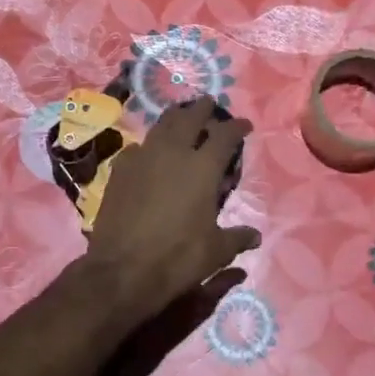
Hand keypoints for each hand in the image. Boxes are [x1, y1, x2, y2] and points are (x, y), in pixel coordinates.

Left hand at [84, 98, 260, 327]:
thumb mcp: (216, 252)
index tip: (244, 125)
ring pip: (161, 126)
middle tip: (209, 105)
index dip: (237, 127)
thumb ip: (237, 238)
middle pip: (189, 117)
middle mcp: (173, 153)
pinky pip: (138, 148)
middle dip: (203, 109)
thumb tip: (255, 236)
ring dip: (175, 118)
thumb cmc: (177, 258)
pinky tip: (149, 153)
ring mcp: (142, 158)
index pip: (225, 135)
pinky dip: (149, 145)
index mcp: (203, 168)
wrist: (122, 270)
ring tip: (181, 118)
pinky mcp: (119, 170)